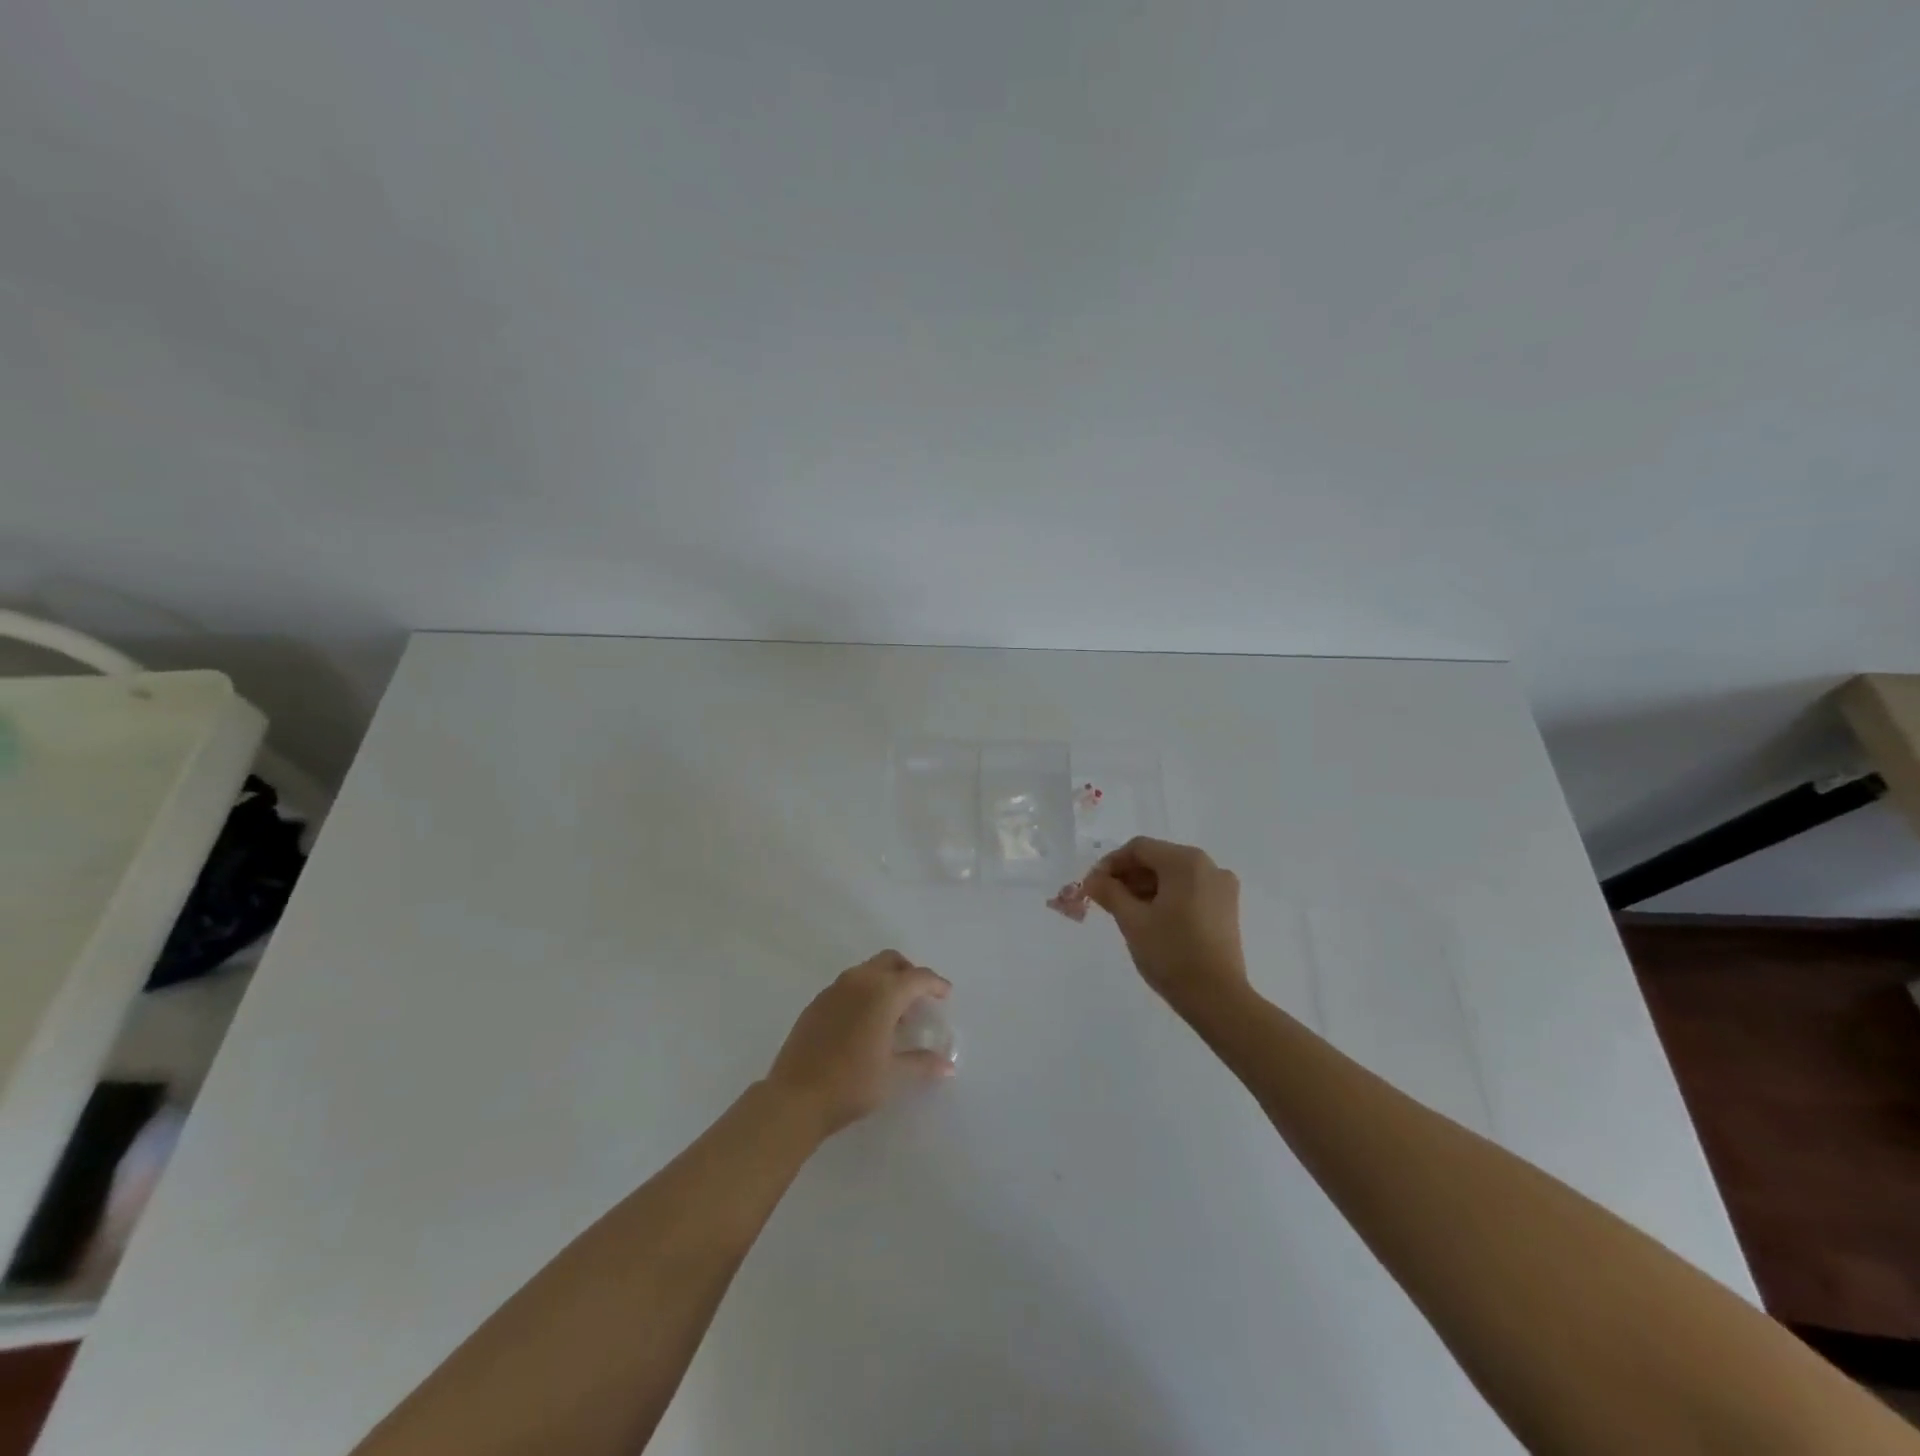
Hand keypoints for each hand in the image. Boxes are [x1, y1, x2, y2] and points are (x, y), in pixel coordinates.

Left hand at [764, 951, 954, 1137]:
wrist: (795, 1097)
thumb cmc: (851, 1083)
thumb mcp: (893, 1075)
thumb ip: (921, 1063)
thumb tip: (947, 1065)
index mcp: (882, 993)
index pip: (917, 977)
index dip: (935, 984)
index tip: (945, 994)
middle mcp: (859, 981)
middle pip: (890, 961)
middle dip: (909, 973)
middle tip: (919, 997)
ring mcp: (834, 990)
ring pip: (867, 970)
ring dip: (885, 982)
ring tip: (893, 1015)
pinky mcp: (817, 1003)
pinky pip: (848, 985)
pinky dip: (864, 992)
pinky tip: (864, 1023)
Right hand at [1082, 838, 1247, 1013]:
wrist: (1217, 998)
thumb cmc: (1171, 953)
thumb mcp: (1132, 921)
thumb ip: (1109, 892)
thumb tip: (1093, 879)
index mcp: (1185, 862)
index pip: (1139, 848)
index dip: (1111, 863)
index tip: (1092, 885)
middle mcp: (1208, 866)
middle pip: (1158, 859)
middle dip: (1128, 876)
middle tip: (1105, 899)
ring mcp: (1222, 888)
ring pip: (1174, 876)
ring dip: (1146, 887)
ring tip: (1125, 911)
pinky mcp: (1226, 908)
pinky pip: (1189, 890)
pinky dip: (1167, 897)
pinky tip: (1151, 919)